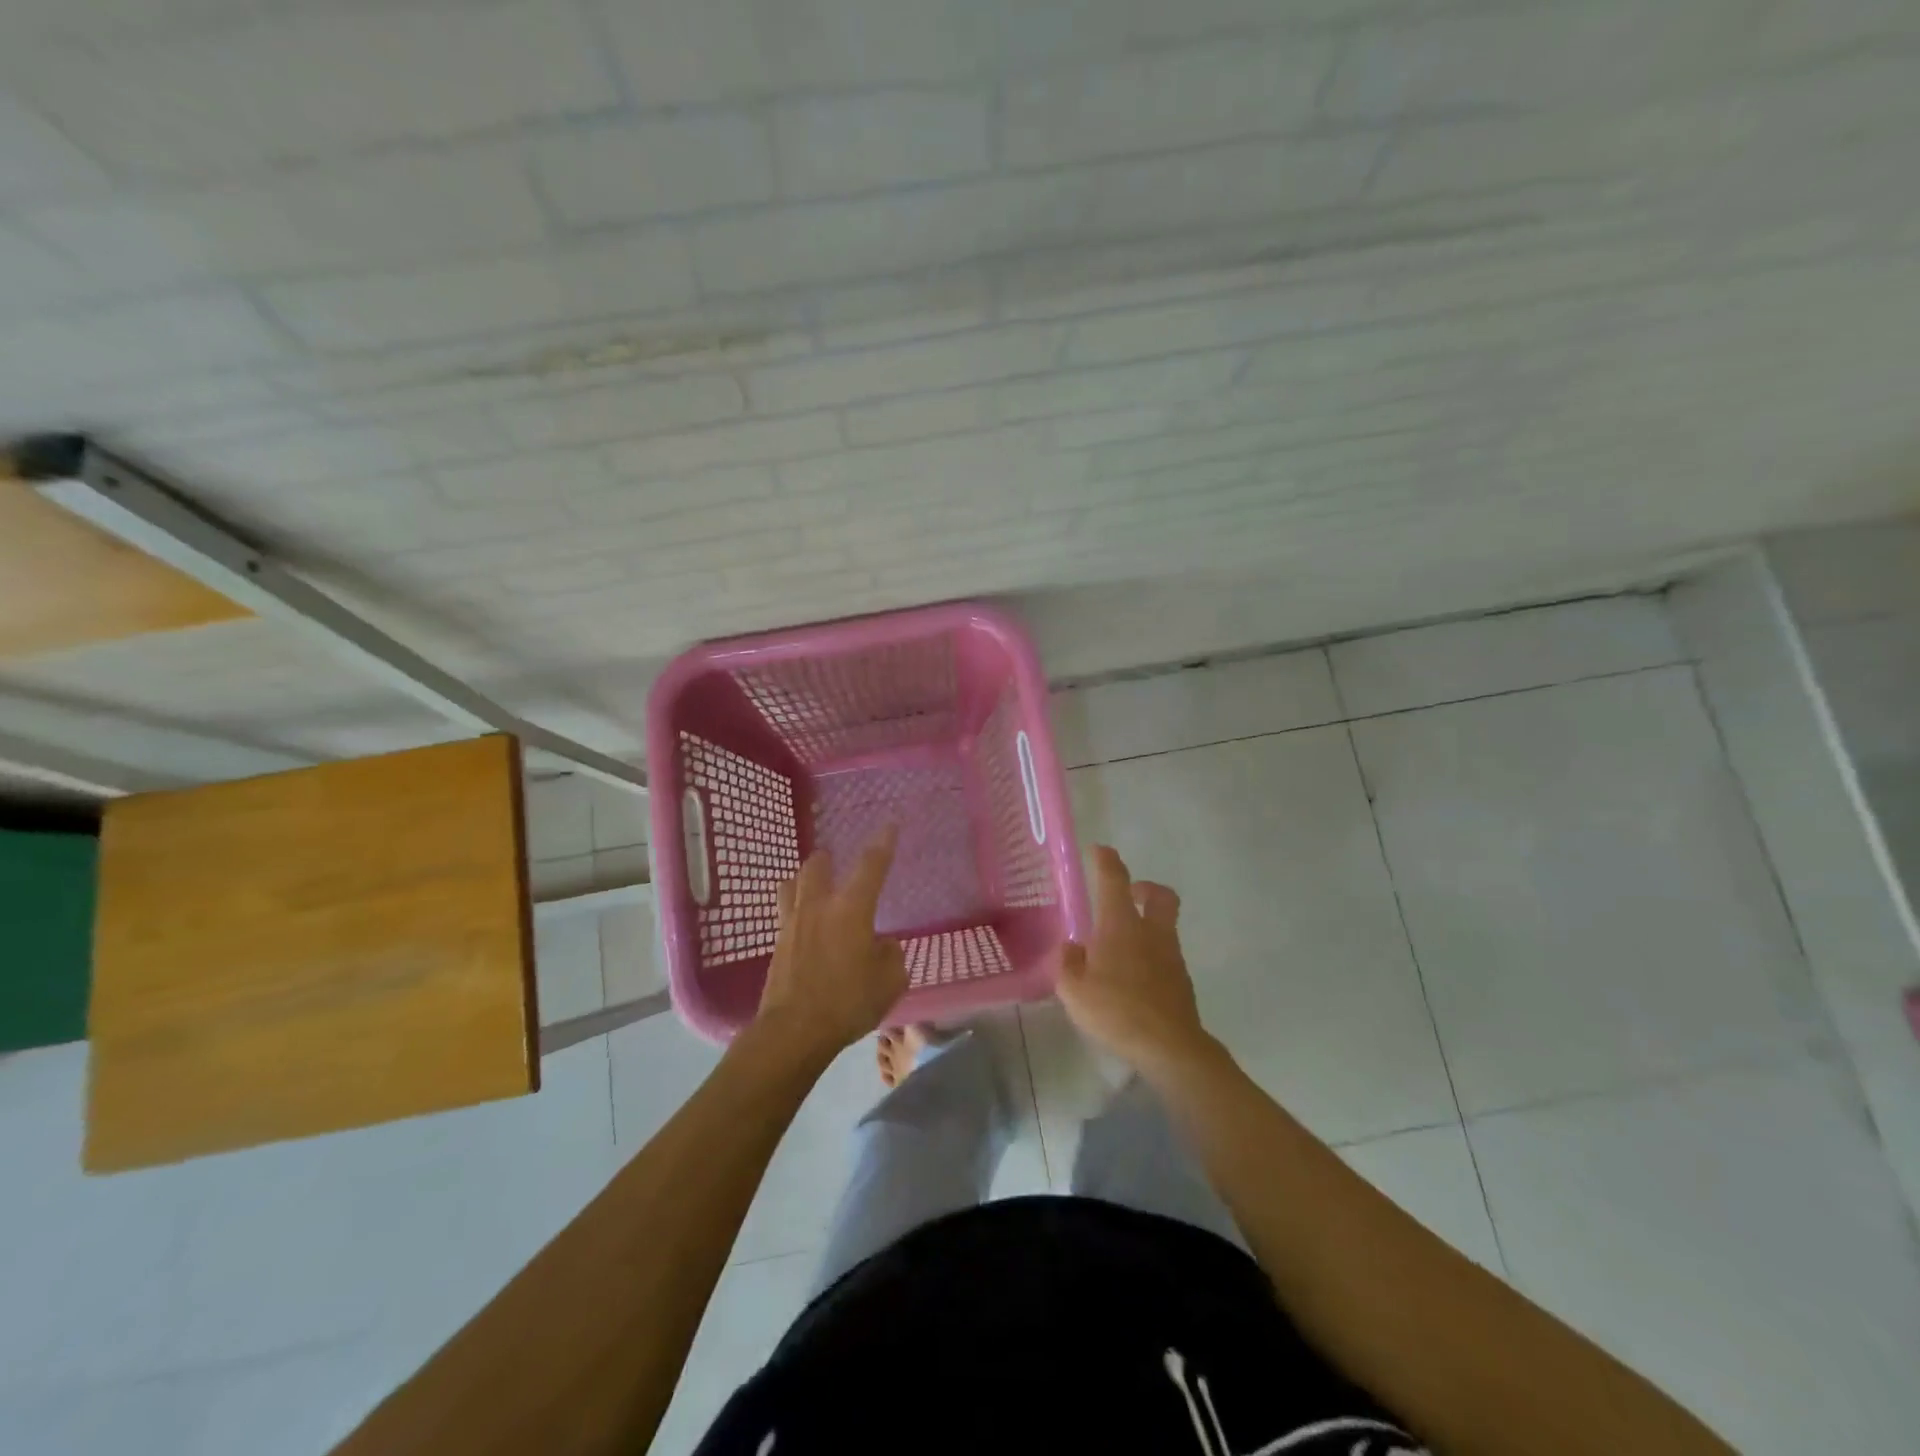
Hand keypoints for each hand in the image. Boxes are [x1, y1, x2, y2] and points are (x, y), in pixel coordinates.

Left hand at [752, 827, 906, 1065]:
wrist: (794, 1031)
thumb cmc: (848, 1002)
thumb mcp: (890, 982)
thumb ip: (891, 956)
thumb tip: (881, 944)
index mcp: (851, 909)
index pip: (871, 865)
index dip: (883, 842)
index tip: (890, 824)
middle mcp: (819, 906)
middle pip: (818, 865)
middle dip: (830, 859)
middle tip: (838, 864)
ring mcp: (792, 923)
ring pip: (792, 883)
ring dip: (805, 880)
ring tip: (815, 889)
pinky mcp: (777, 944)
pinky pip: (785, 912)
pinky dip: (797, 910)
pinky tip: (806, 926)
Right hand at [1057, 844, 1218, 1081]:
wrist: (1170, 1047)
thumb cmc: (1116, 1010)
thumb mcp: (1074, 990)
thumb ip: (1068, 964)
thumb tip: (1071, 948)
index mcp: (1121, 926)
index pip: (1114, 880)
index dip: (1107, 860)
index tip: (1099, 850)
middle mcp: (1150, 932)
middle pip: (1160, 895)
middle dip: (1145, 888)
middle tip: (1128, 895)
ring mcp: (1171, 955)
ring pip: (1165, 925)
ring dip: (1148, 924)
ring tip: (1121, 946)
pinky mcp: (1181, 980)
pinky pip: (1166, 954)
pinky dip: (1151, 954)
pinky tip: (1133, 977)